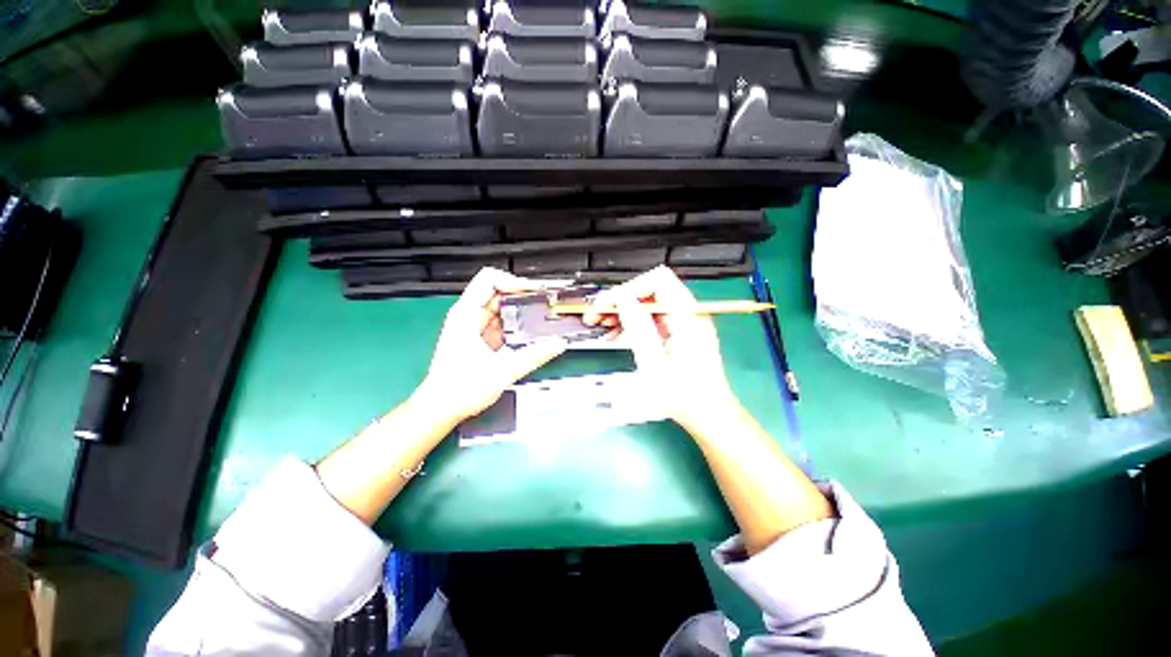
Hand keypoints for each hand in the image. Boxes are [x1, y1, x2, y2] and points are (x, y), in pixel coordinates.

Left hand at [417, 267, 567, 425]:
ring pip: (502, 308)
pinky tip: (531, 332)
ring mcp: (474, 326)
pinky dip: (517, 324)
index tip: (536, 293)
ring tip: (544, 317)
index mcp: (466, 314)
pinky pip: (502, 322)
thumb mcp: (504, 370)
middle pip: (499, 292)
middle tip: (547, 305)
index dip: (515, 282)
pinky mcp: (480, 338)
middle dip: (524, 296)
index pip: (490, 280)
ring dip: (522, 311)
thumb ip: (534, 355)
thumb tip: (559, 343)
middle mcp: (469, 315)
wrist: (441, 409)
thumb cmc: (461, 389)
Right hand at [583, 266, 738, 431]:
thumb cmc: (686, 396)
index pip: (658, 281)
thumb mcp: (655, 363)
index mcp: (688, 316)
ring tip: (601, 326)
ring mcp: (683, 322)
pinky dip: (632, 323)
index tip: (607, 306)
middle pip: (650, 290)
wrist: (707, 415)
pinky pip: (651, 318)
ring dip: (623, 312)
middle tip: (597, 316)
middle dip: (621, 301)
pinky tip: (616, 335)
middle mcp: (688, 313)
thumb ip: (638, 328)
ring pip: (647, 304)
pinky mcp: (677, 331)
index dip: (629, 289)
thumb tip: (622, 299)